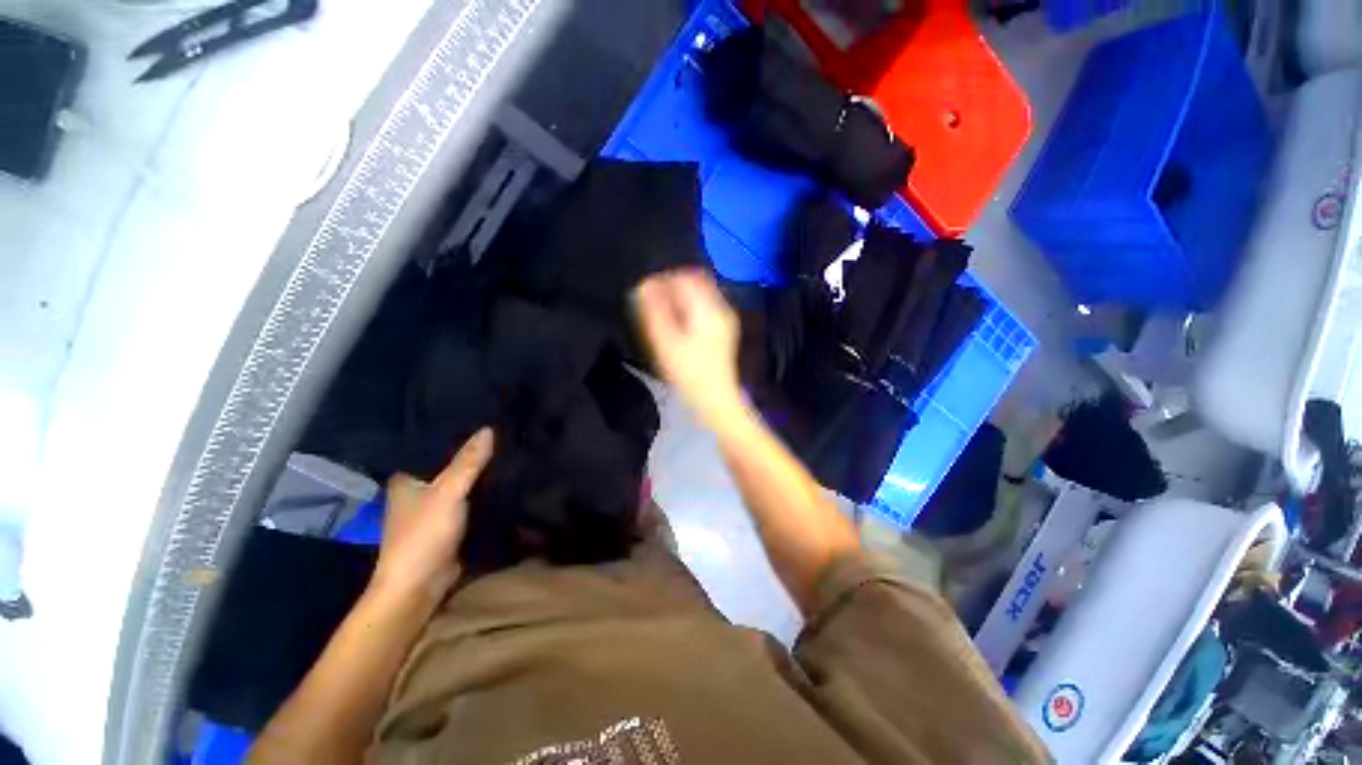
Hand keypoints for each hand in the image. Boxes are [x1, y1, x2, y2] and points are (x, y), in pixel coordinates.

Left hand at [371, 428, 493, 605]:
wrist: (420, 587)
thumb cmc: (423, 535)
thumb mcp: (448, 493)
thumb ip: (468, 463)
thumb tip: (489, 429)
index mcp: (406, 479)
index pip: (430, 447)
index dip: (452, 432)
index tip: (478, 415)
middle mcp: (418, 491)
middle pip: (447, 464)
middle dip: (470, 451)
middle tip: (500, 429)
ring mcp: (435, 508)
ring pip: (460, 482)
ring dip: (478, 471)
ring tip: (506, 447)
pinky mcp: (450, 523)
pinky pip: (470, 499)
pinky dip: (483, 490)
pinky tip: (503, 477)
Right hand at [634, 269, 742, 422]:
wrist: (716, 399)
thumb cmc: (689, 374)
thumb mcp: (666, 344)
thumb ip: (653, 312)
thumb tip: (642, 286)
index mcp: (707, 310)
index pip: (684, 277)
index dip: (662, 279)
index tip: (646, 291)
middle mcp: (720, 308)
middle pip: (694, 281)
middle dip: (671, 286)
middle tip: (653, 303)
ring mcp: (725, 318)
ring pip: (699, 292)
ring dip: (679, 296)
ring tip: (663, 314)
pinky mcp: (724, 328)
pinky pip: (704, 305)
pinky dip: (688, 307)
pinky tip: (678, 324)